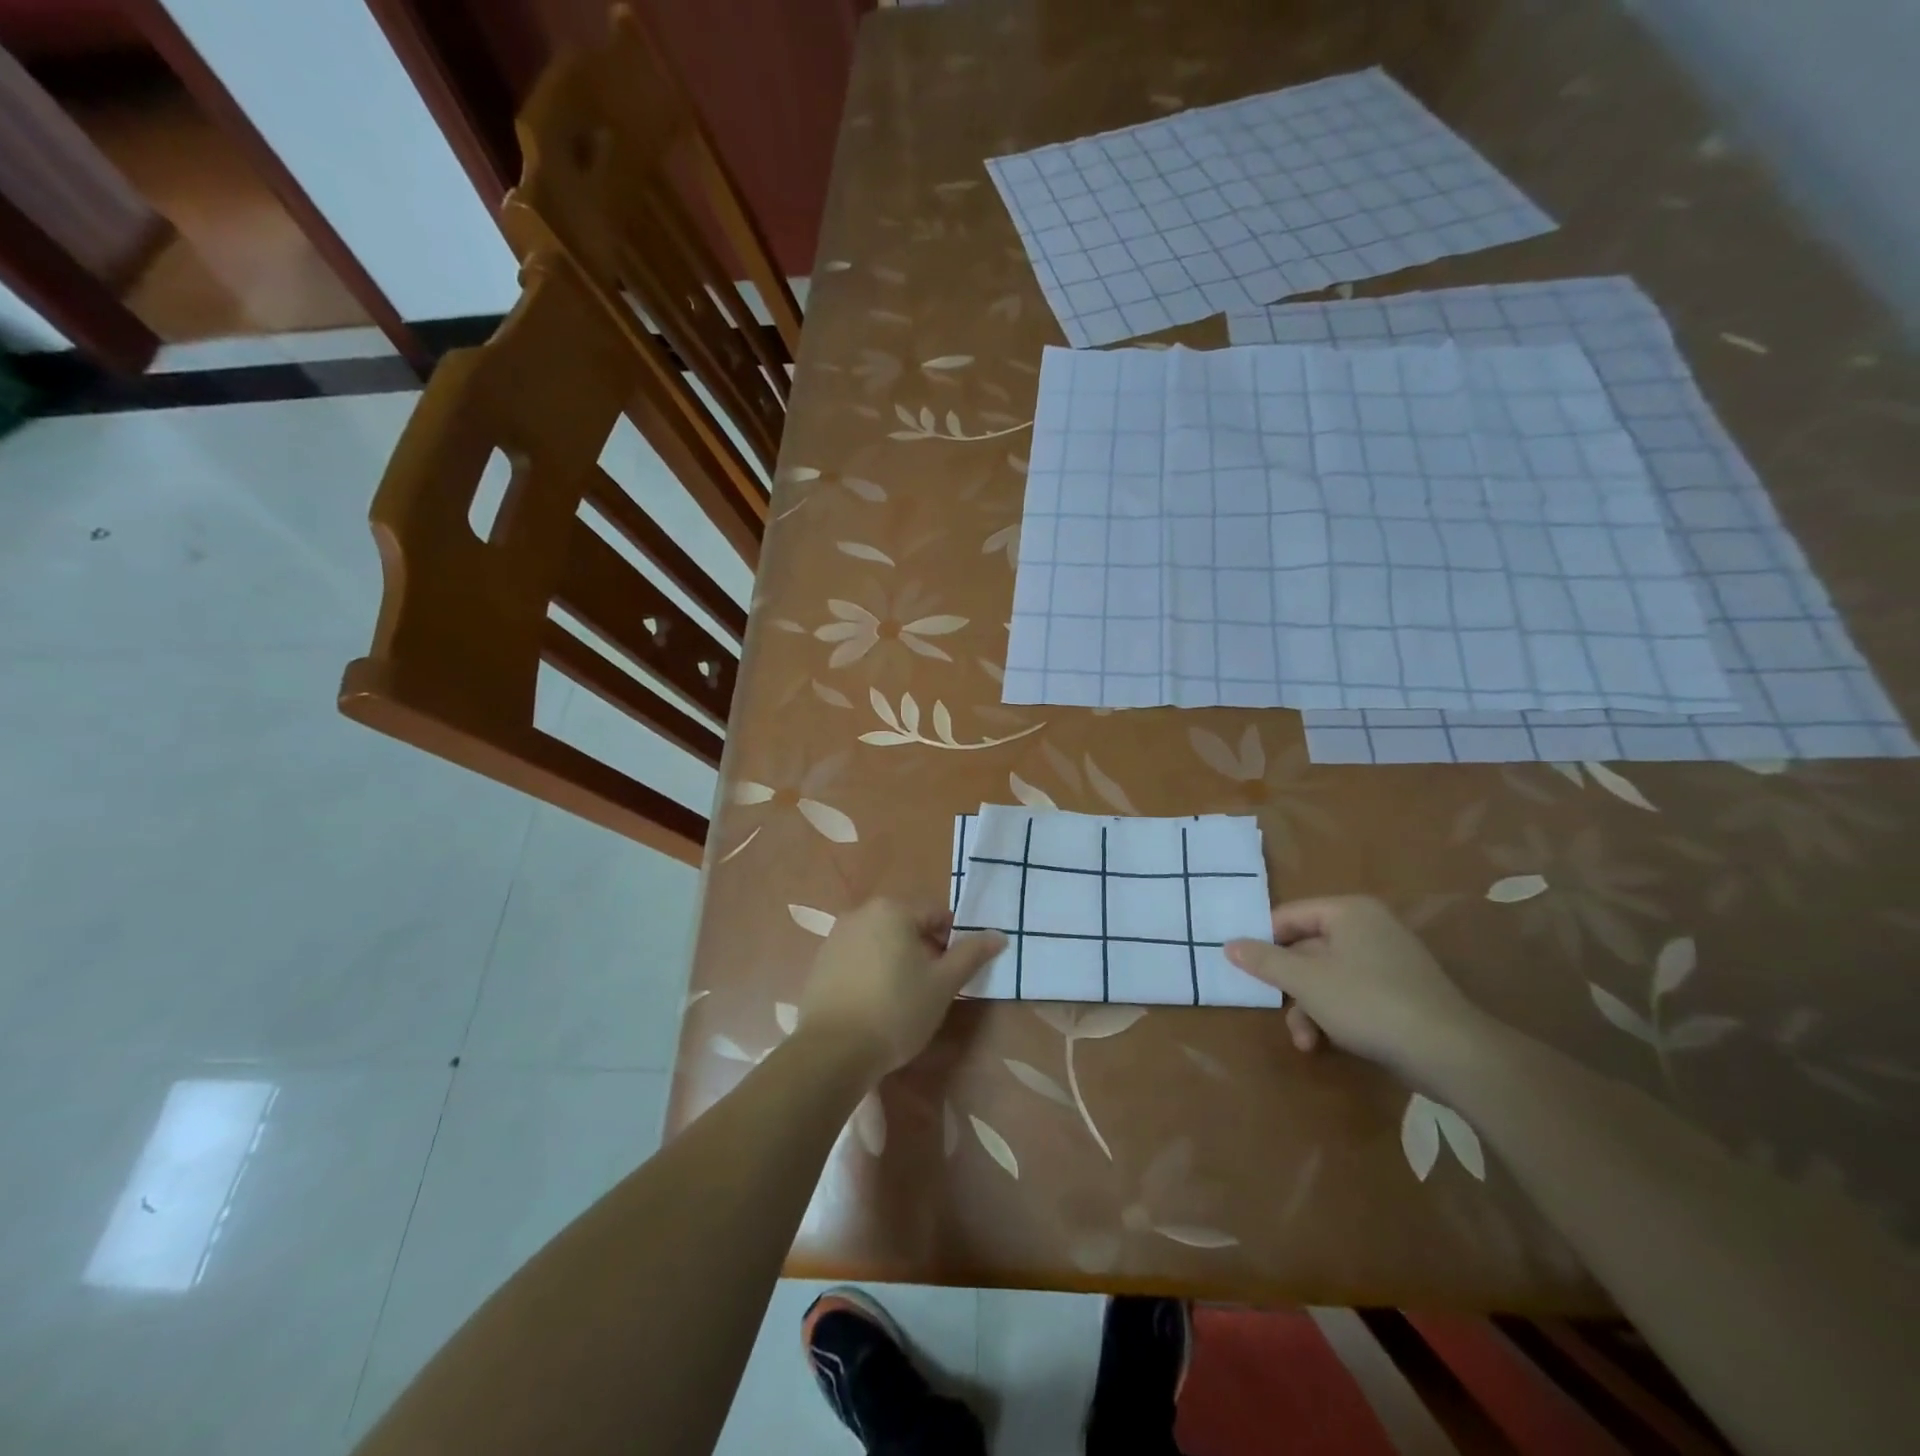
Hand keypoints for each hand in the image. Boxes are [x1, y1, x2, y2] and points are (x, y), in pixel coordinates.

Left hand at [797, 899, 1005, 1078]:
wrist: (832, 1051)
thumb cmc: (896, 1010)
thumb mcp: (943, 984)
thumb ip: (972, 954)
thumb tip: (999, 935)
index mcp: (892, 910)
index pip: (936, 915)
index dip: (952, 941)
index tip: (954, 973)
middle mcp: (860, 913)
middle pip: (906, 925)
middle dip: (924, 950)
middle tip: (933, 987)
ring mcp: (836, 937)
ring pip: (881, 941)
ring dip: (897, 960)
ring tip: (904, 998)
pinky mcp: (820, 962)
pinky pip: (858, 958)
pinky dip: (872, 971)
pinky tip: (875, 1003)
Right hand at [1226, 896, 1489, 1080]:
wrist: (1450, 1052)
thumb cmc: (1368, 1002)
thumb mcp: (1305, 981)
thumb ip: (1264, 960)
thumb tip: (1228, 944)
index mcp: (1348, 912)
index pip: (1289, 916)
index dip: (1263, 941)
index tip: (1245, 970)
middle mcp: (1369, 927)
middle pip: (1307, 949)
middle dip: (1289, 987)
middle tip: (1273, 1010)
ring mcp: (1388, 960)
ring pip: (1327, 976)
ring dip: (1309, 1009)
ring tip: (1305, 1042)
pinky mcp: (1401, 992)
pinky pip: (1352, 993)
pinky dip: (1335, 1014)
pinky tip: (1329, 1043)